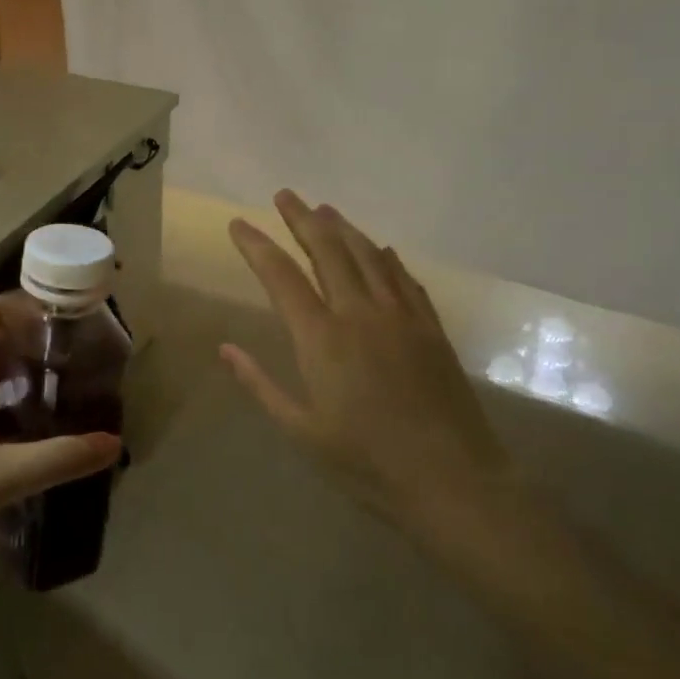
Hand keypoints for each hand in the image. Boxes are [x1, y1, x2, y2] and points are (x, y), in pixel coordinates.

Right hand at [223, 191, 514, 551]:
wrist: (454, 482)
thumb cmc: (367, 464)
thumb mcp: (302, 431)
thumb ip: (260, 385)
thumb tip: (225, 348)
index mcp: (321, 339)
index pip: (281, 277)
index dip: (256, 247)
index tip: (237, 224)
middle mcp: (360, 314)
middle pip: (327, 251)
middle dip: (302, 219)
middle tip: (284, 195)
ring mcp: (401, 317)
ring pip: (368, 256)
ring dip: (344, 229)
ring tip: (324, 210)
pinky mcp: (431, 329)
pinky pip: (405, 279)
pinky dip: (387, 258)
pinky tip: (381, 249)